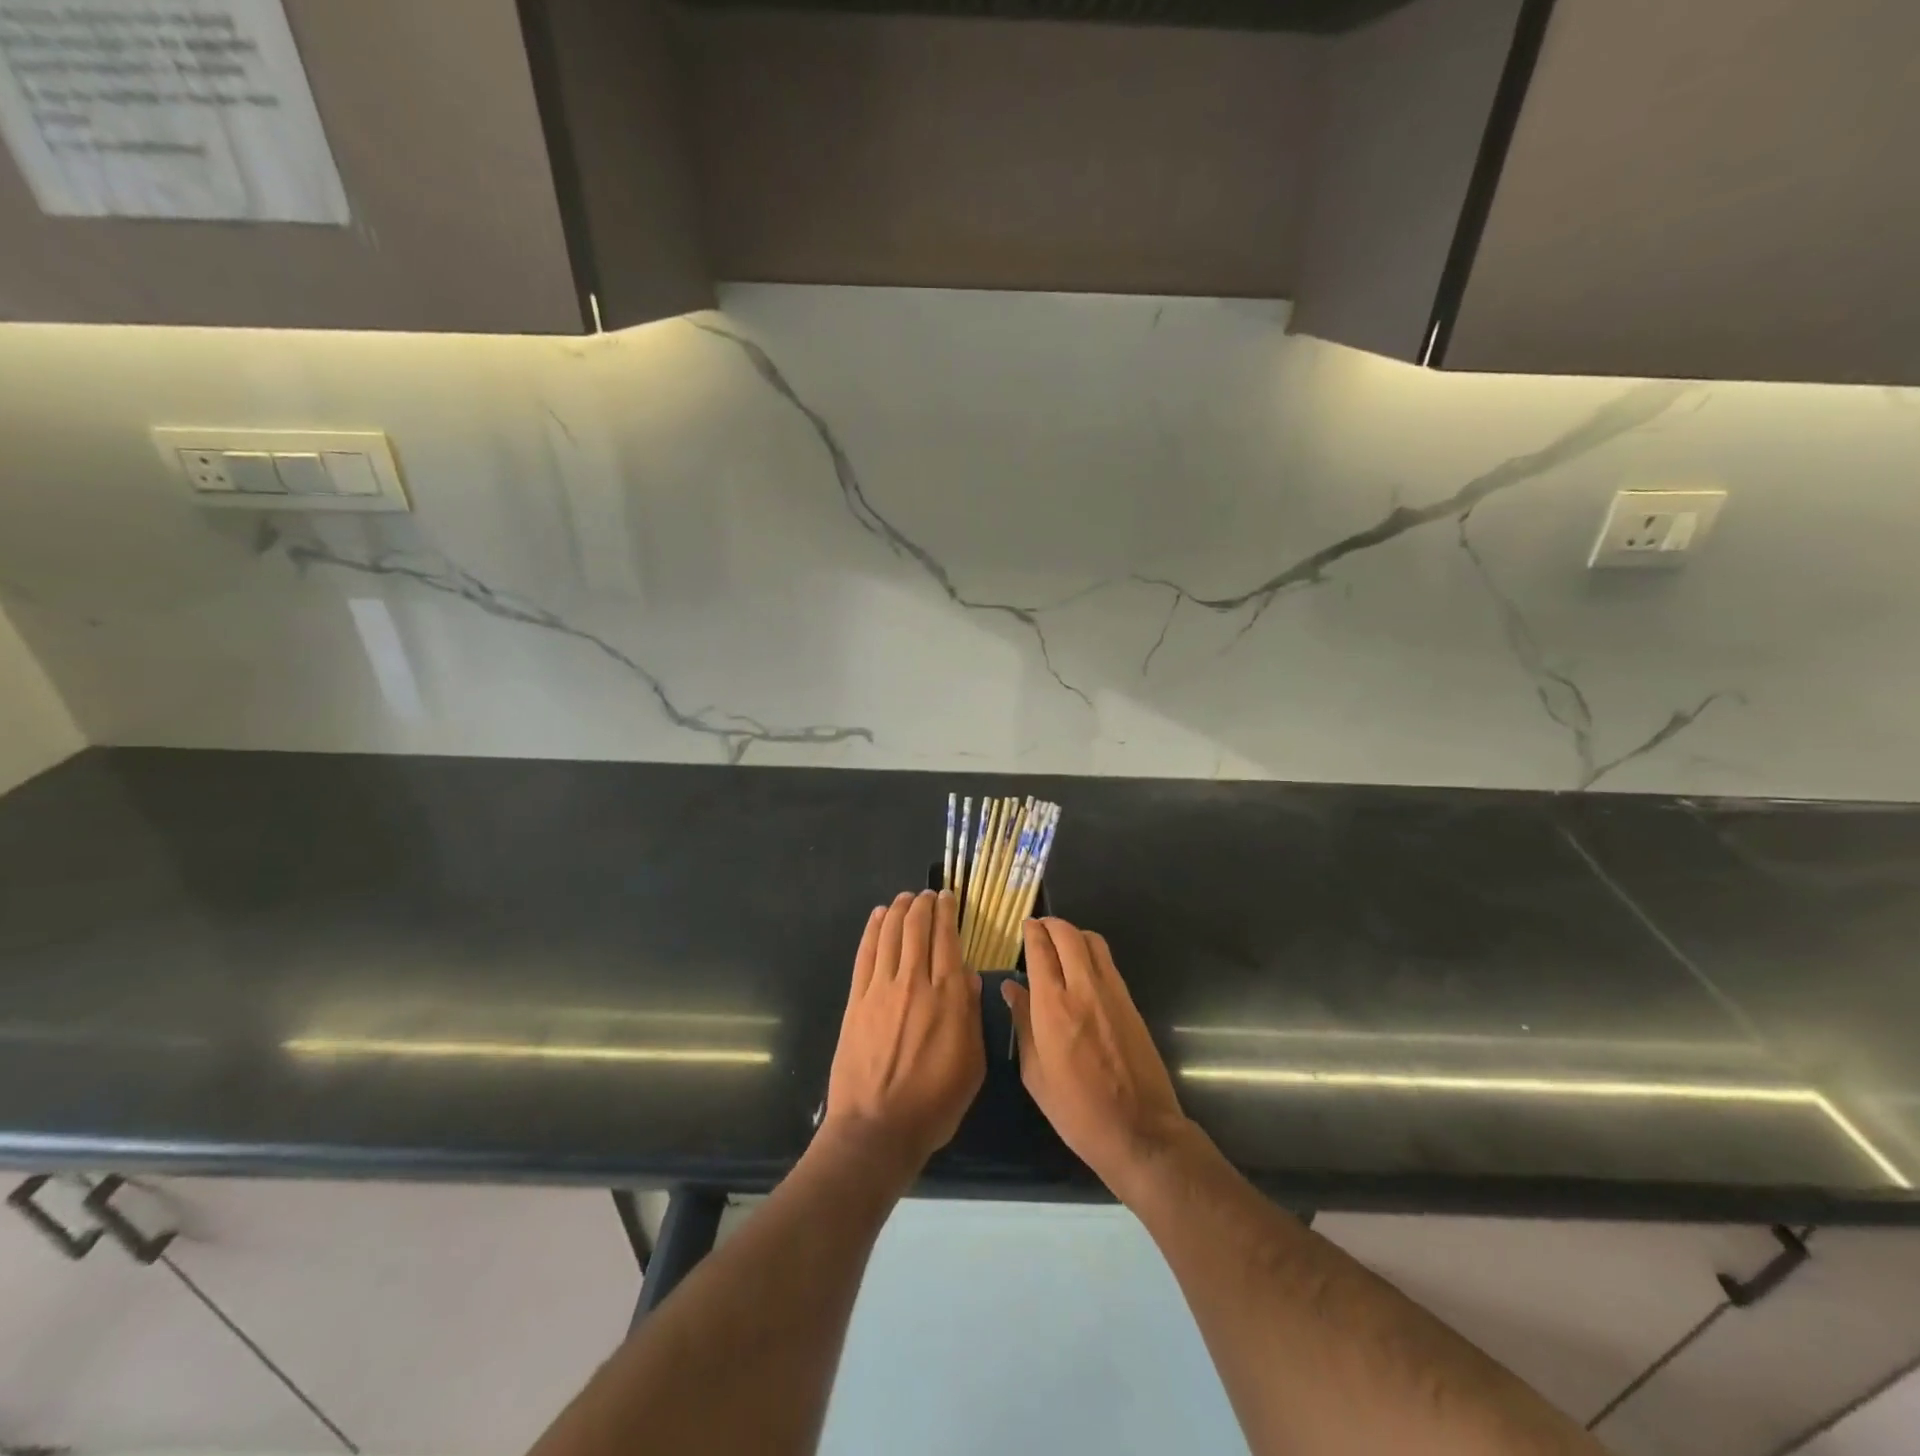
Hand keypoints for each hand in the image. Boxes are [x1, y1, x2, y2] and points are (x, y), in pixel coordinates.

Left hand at [823, 890, 983, 1178]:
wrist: (877, 1128)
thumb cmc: (934, 1103)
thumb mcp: (972, 1064)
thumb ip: (970, 1015)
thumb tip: (967, 976)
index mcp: (947, 997)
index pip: (947, 939)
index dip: (947, 913)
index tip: (948, 897)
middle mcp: (914, 983)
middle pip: (917, 929)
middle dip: (923, 905)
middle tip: (927, 893)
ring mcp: (881, 989)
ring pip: (890, 934)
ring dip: (898, 910)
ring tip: (905, 897)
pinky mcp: (856, 1000)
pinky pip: (865, 954)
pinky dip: (872, 930)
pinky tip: (878, 917)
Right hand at [1005, 918, 1192, 1200]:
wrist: (1140, 1131)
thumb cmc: (1076, 1110)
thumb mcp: (1035, 1074)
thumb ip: (1022, 1024)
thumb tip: (1011, 988)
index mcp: (1053, 1006)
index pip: (1040, 950)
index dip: (1031, 932)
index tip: (1024, 926)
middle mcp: (1083, 988)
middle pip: (1068, 935)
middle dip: (1051, 924)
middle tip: (1039, 928)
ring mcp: (1112, 992)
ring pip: (1093, 941)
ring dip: (1074, 934)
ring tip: (1060, 944)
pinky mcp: (1131, 1001)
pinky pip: (1108, 962)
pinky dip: (1091, 952)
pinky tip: (1082, 968)